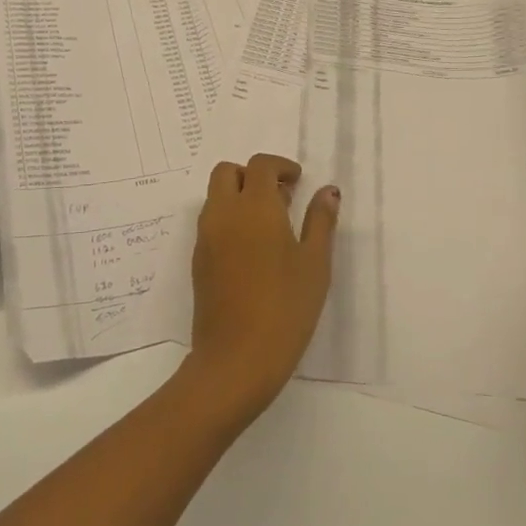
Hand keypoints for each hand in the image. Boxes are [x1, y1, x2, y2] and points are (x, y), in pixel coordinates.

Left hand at [183, 154, 338, 418]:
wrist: (235, 360)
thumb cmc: (285, 308)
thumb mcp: (315, 264)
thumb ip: (321, 221)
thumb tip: (328, 191)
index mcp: (254, 206)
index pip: (260, 165)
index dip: (281, 166)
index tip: (298, 181)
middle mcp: (224, 213)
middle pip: (227, 172)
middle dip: (252, 174)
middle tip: (280, 197)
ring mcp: (206, 238)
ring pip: (216, 196)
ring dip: (239, 196)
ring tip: (271, 225)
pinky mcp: (198, 261)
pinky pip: (211, 222)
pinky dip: (229, 219)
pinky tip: (253, 249)